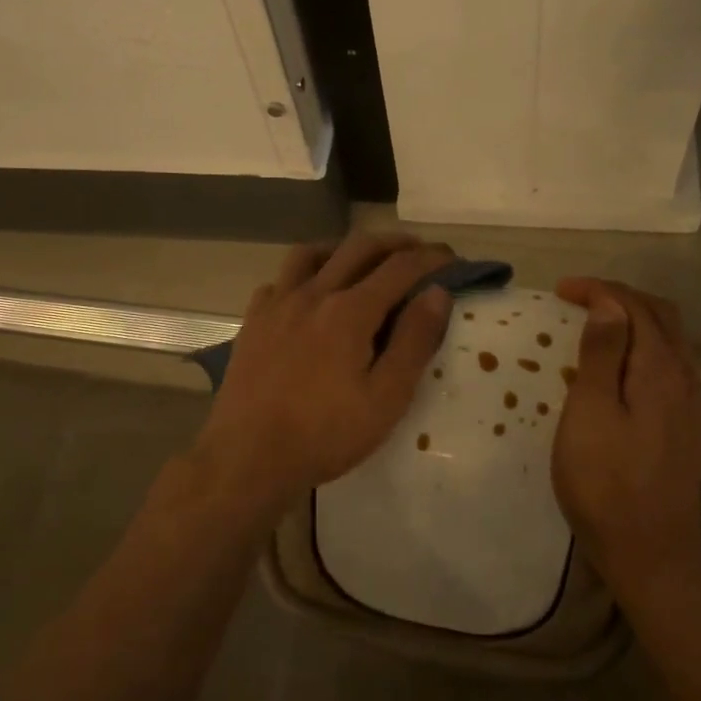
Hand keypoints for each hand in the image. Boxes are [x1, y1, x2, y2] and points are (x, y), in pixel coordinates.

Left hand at [191, 234, 454, 514]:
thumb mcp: (386, 398)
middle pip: (359, 247)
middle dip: (395, 243)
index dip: (431, 258)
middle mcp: (313, 294)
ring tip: (363, 262)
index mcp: (349, 311)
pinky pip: (281, 280)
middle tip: (419, 252)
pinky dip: (304, 275)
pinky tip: (309, 295)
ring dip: (345, 249)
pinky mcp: (253, 321)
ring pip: (313, 253)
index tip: (452, 259)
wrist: (248, 457)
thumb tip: (437, 293)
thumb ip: (414, 341)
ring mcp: (277, 304)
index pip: (400, 267)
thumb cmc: (325, 435)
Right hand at [551, 279, 700, 609]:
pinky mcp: (685, 427)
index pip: (634, 307)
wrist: (652, 555)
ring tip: (595, 323)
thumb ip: (602, 355)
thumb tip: (608, 304)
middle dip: (619, 297)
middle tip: (577, 299)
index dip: (599, 290)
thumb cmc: (607, 485)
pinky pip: (668, 365)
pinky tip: (620, 367)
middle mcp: (684, 379)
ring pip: (668, 340)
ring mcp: (689, 405)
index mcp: (659, 369)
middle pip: (660, 316)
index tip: (560, 290)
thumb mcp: (591, 415)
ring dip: (633, 320)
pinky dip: (642, 347)